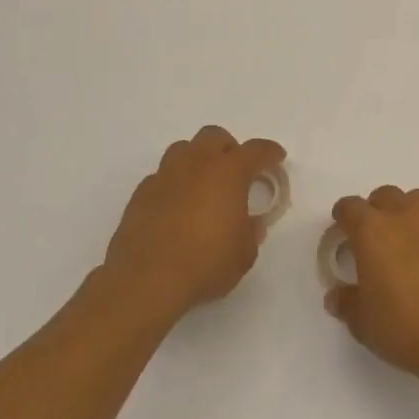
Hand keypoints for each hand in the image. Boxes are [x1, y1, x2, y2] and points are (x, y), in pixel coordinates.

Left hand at [100, 126, 286, 323]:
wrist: (146, 281)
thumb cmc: (206, 263)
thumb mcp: (244, 253)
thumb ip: (251, 231)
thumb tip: (251, 223)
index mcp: (228, 172)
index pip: (255, 150)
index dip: (269, 152)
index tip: (277, 157)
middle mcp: (196, 164)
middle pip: (214, 136)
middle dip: (229, 148)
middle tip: (237, 171)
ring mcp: (164, 176)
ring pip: (184, 149)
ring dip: (198, 159)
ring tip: (204, 184)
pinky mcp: (141, 194)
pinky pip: (162, 176)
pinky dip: (175, 183)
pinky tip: (177, 206)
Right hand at [324, 186, 418, 392]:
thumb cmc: (404, 327)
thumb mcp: (363, 322)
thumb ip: (347, 303)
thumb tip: (337, 296)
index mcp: (373, 231)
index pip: (351, 207)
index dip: (343, 216)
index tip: (342, 229)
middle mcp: (406, 218)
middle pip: (386, 196)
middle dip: (376, 210)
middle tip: (373, 237)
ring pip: (417, 202)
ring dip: (406, 215)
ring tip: (404, 243)